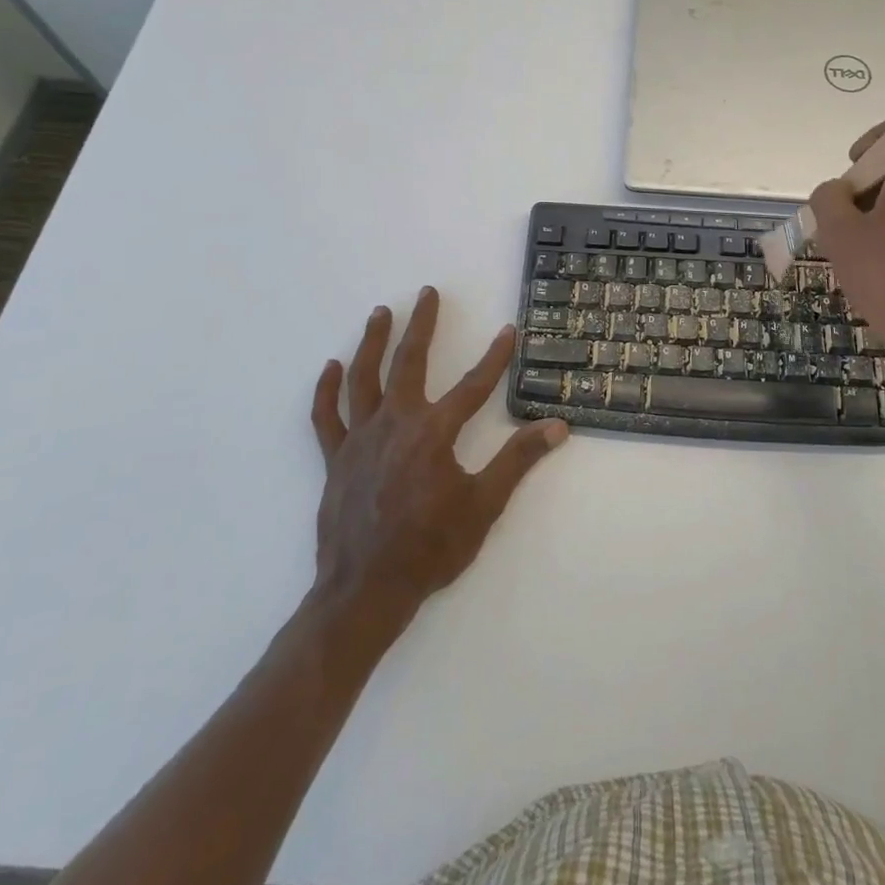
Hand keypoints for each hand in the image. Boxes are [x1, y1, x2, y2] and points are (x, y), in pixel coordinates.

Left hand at [309, 287, 567, 624]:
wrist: (365, 591)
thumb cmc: (430, 548)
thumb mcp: (484, 506)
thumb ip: (518, 461)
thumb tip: (557, 426)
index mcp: (434, 432)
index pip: (474, 385)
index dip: (495, 357)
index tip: (508, 331)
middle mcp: (395, 423)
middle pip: (409, 362)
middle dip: (422, 325)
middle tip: (428, 292)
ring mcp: (360, 439)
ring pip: (363, 378)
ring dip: (373, 341)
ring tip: (381, 312)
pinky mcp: (335, 458)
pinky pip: (327, 416)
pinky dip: (327, 390)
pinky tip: (331, 367)